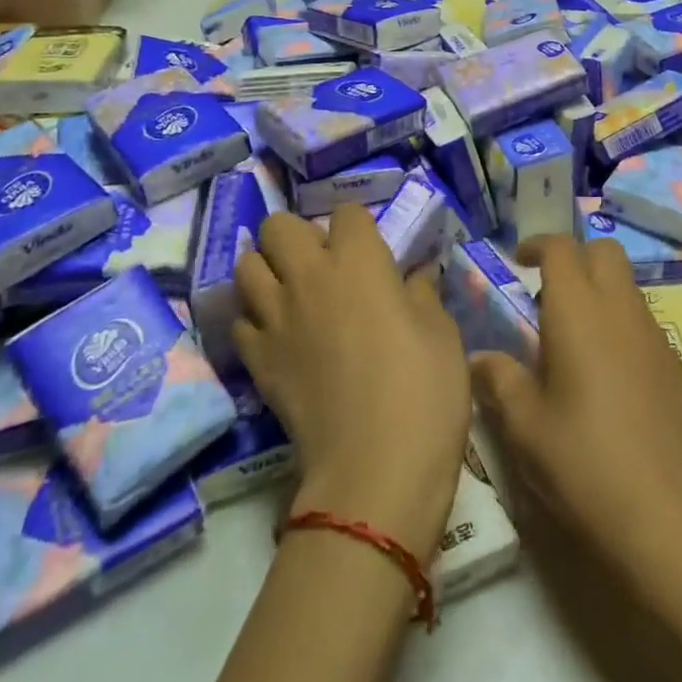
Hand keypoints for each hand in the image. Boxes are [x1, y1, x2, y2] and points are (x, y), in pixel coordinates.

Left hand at [235, 205, 469, 557]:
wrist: (375, 468)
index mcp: (359, 260)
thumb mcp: (441, 333)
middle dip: (297, 234)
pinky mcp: (256, 360)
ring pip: (246, 265)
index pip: (345, 212)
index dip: (358, 226)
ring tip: (292, 292)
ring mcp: (275, 318)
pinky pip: (241, 321)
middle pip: (277, 225)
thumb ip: (422, 292)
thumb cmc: (424, 389)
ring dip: (267, 269)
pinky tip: (280, 335)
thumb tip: (415, 274)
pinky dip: (256, 319)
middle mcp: (308, 276)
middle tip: (322, 263)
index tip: (371, 250)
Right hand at [471, 235, 681, 587]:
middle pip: (603, 250)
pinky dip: (619, 319)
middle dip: (574, 256)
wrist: (665, 514)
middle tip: (547, 292)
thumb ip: (499, 380)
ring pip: (626, 282)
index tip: (518, 261)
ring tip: (572, 335)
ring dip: (599, 287)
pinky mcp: (674, 363)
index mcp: (579, 311)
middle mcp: (620, 308)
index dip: (537, 245)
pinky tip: (605, 370)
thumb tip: (479, 358)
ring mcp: (653, 334)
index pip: (561, 248)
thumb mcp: (525, 426)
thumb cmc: (583, 462)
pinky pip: (642, 317)